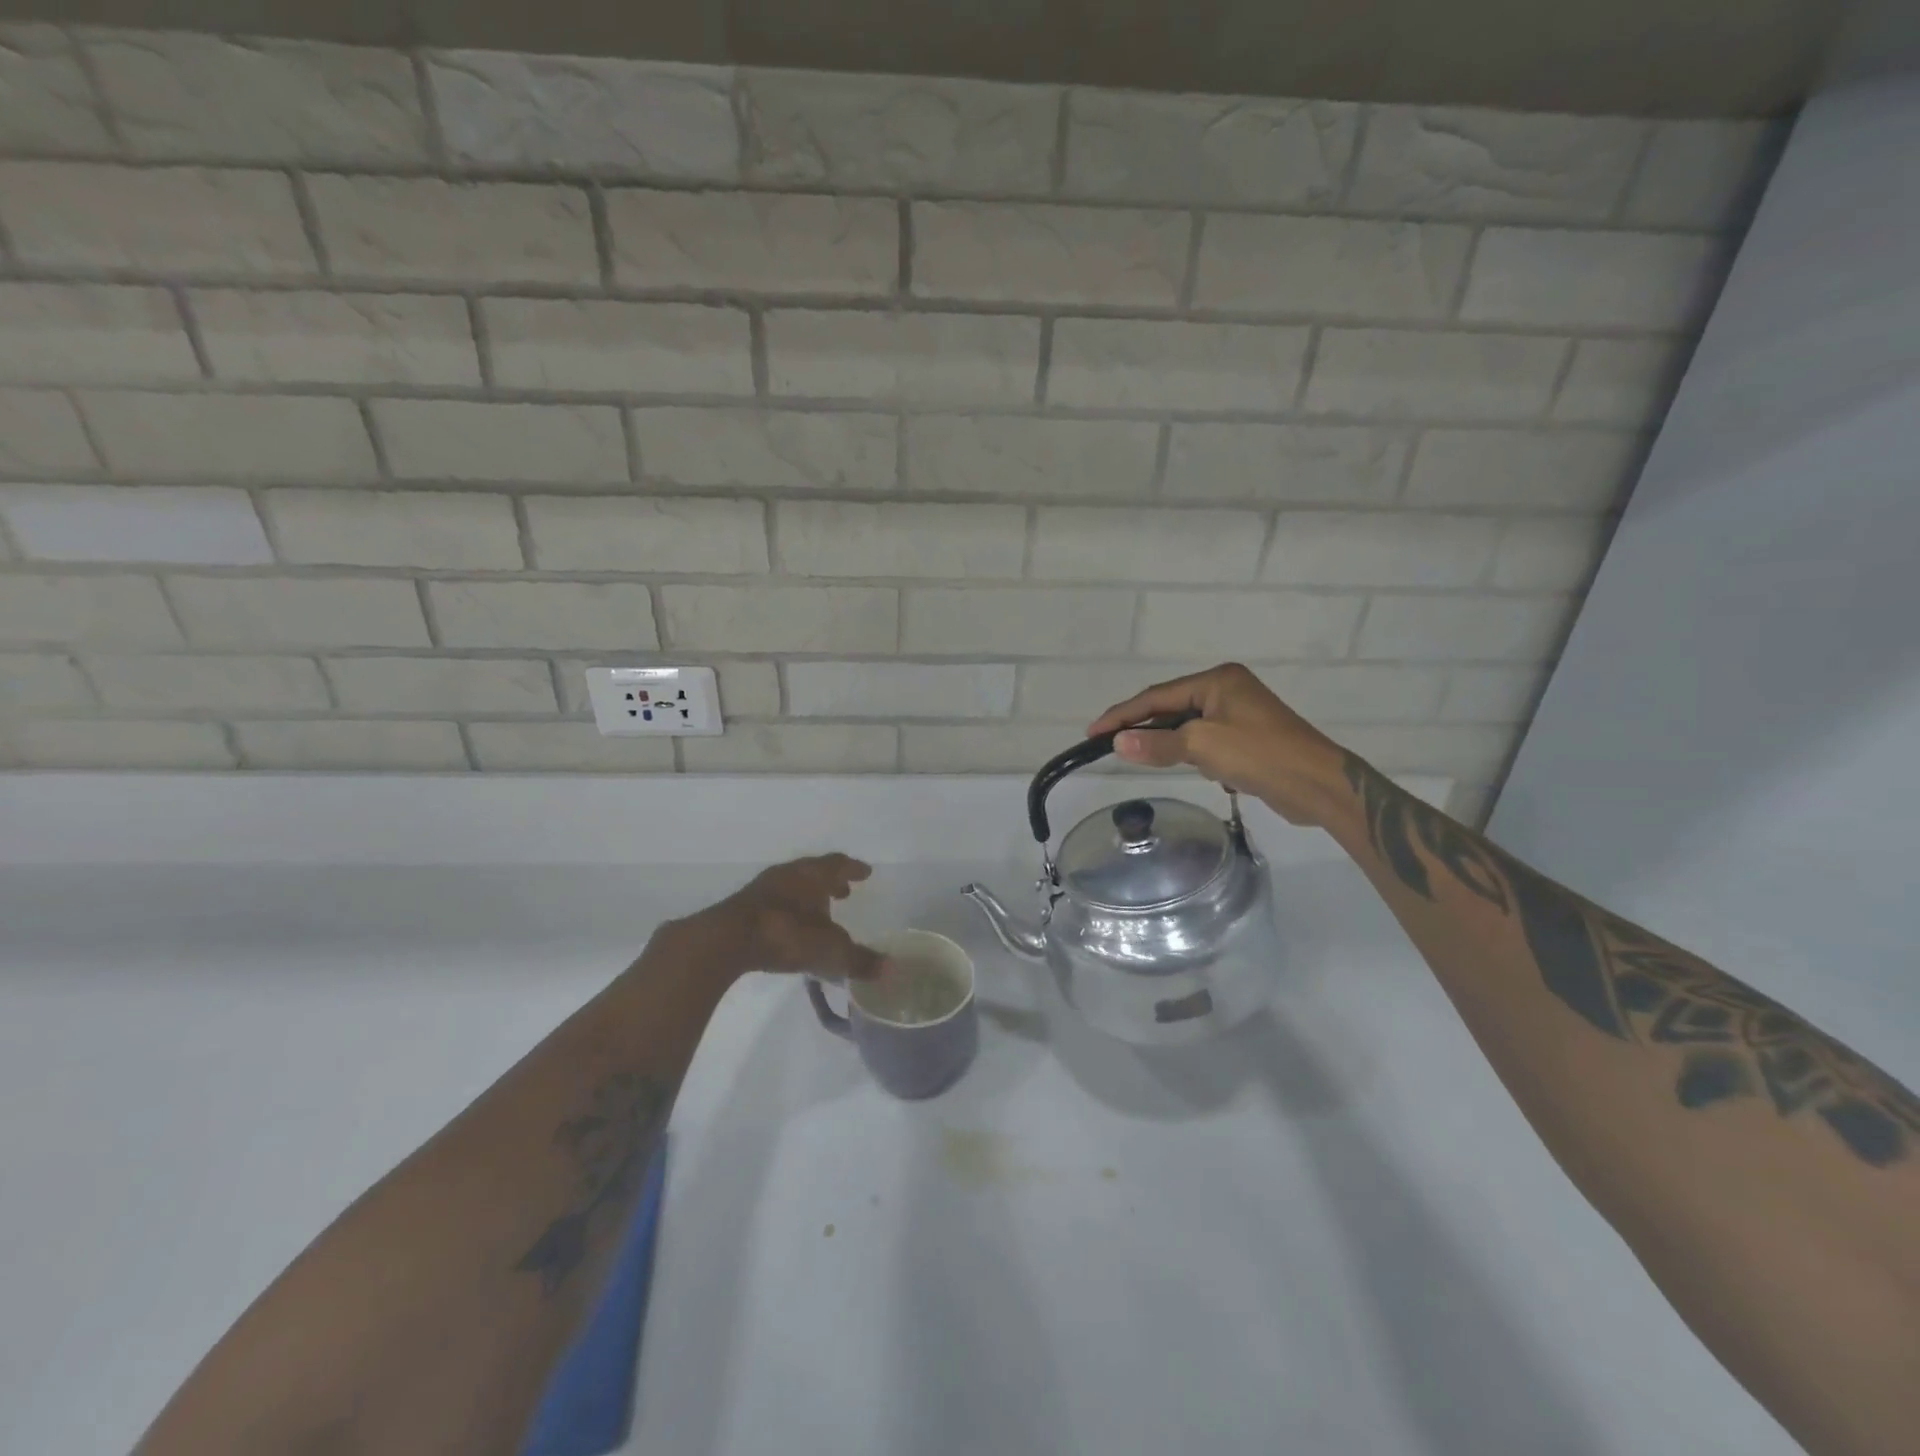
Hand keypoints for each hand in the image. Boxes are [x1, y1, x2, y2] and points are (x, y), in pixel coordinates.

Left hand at [673, 853, 884, 982]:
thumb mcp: (829, 952)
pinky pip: (774, 901)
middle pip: (813, 871)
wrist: (727, 940)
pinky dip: (788, 908)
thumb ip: (859, 960)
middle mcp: (789, 874)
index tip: (865, 872)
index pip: (838, 864)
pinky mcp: (743, 906)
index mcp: (813, 875)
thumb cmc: (787, 935)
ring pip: (791, 885)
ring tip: (818, 909)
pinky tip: (790, 925)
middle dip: (830, 881)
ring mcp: (762, 888)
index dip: (853, 869)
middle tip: (843, 891)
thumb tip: (890, 970)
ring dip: (807, 894)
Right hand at [1088, 663, 1351, 826]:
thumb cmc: (1260, 755)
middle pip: (1171, 707)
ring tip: (1137, 755)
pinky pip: (1205, 740)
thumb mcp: (1203, 746)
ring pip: (1187, 726)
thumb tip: (1117, 742)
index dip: (1122, 714)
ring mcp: (1239, 714)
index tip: (1092, 731)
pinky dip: (1190, 752)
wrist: (1319, 786)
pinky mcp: (1247, 738)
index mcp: (1218, 680)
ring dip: (1166, 741)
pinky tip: (1184, 766)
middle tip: (1108, 744)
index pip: (1157, 696)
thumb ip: (1158, 743)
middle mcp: (1228, 690)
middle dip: (1142, 726)